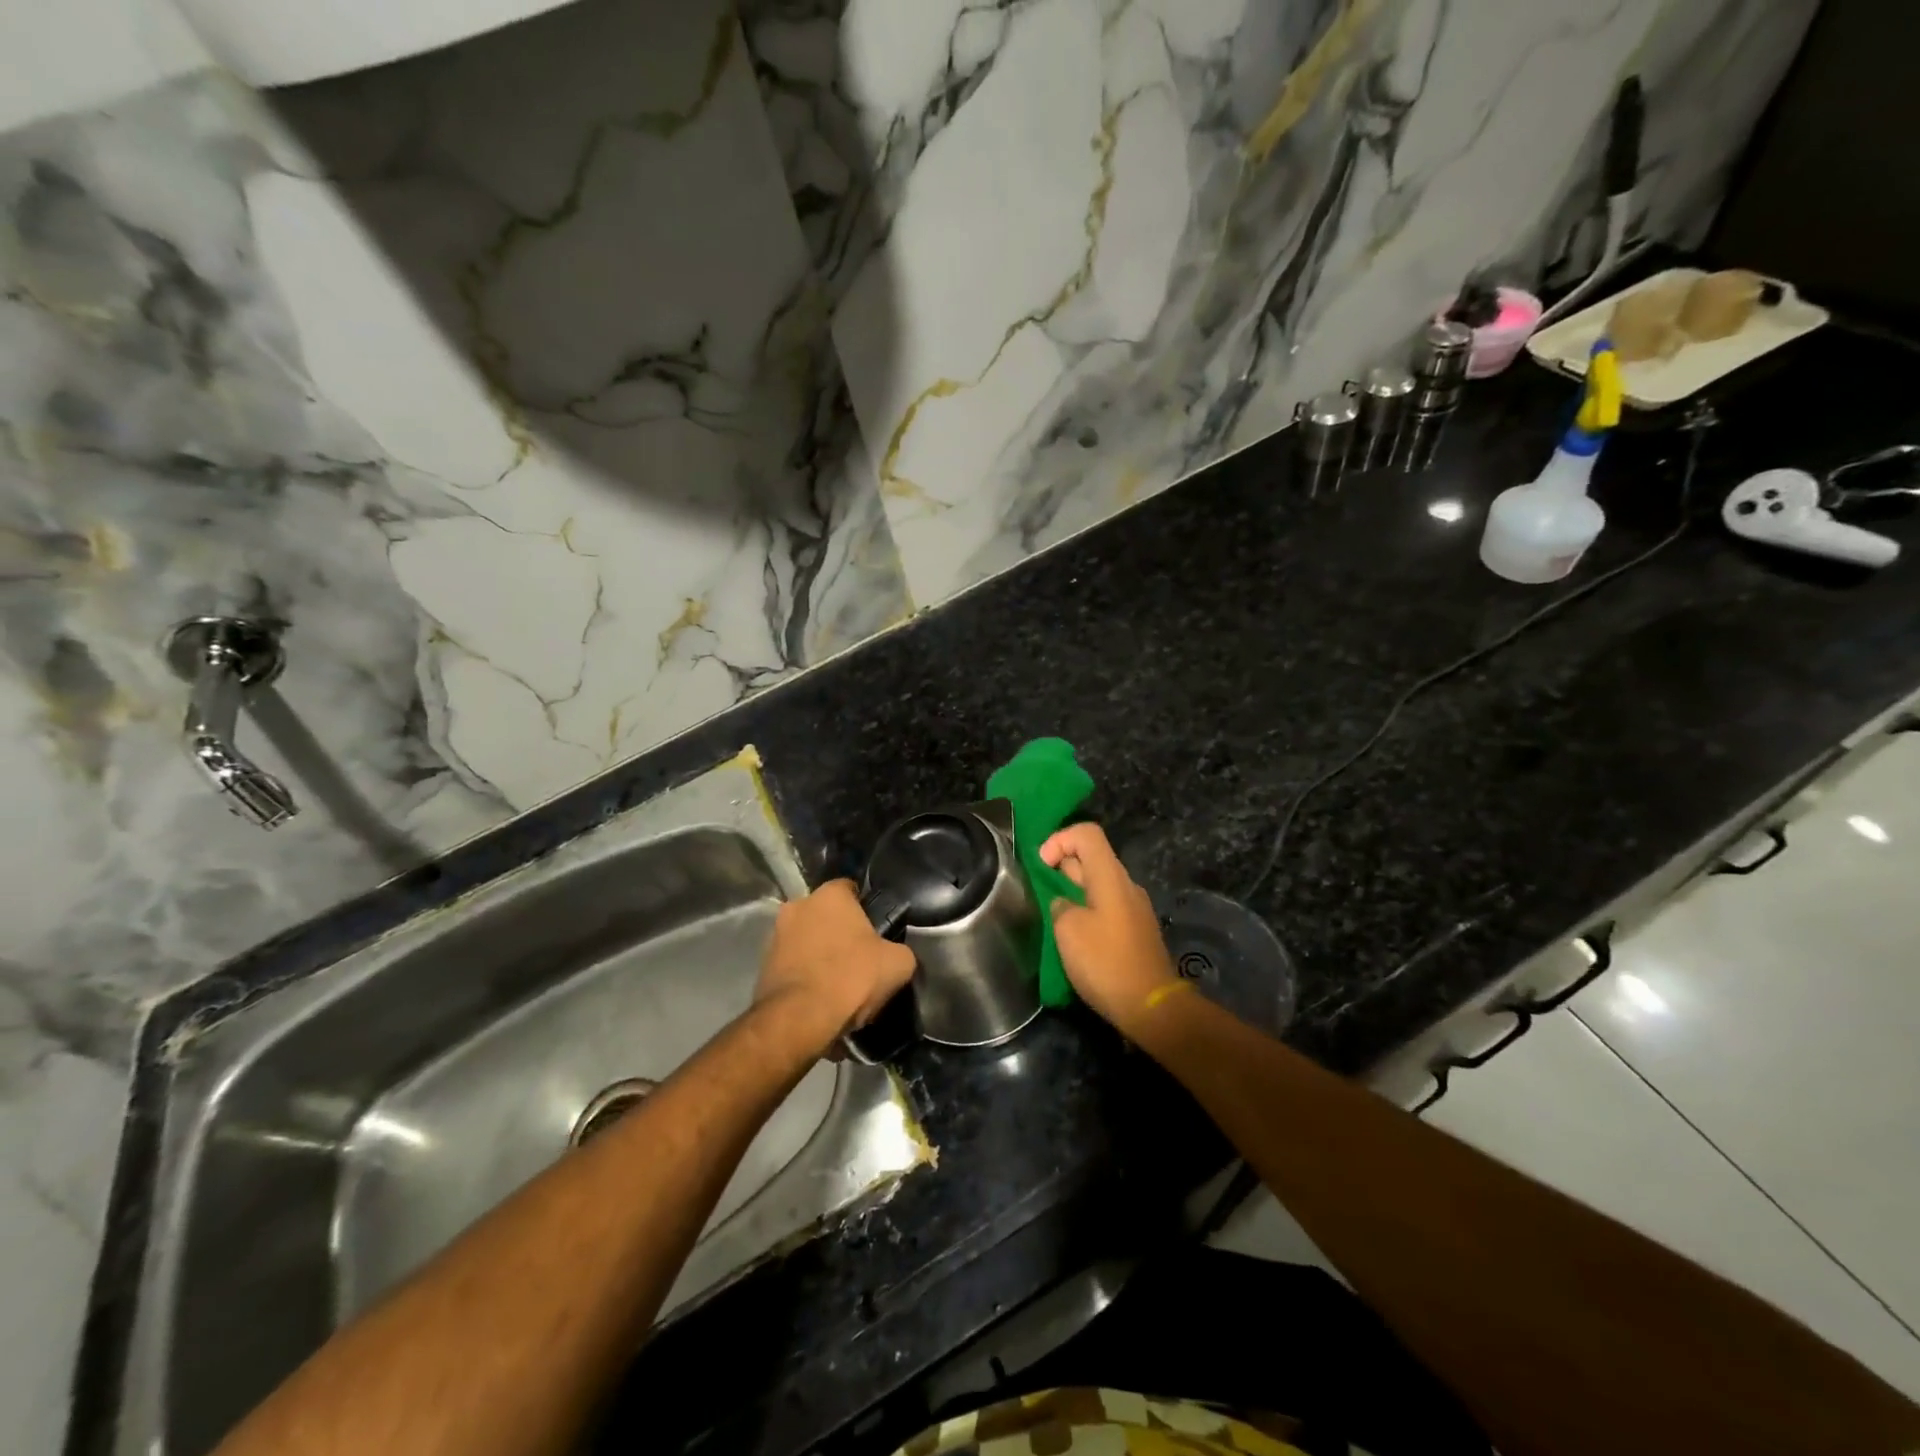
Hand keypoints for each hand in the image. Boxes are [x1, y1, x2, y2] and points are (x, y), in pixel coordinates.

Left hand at [755, 880, 916, 1048]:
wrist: (799, 1019)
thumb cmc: (851, 978)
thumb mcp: (898, 964)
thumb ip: (899, 950)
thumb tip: (894, 955)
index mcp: (829, 895)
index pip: (851, 889)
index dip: (866, 910)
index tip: (876, 933)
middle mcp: (797, 906)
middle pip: (827, 916)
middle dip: (840, 934)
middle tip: (859, 961)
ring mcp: (775, 936)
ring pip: (808, 941)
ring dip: (821, 957)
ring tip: (839, 988)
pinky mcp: (763, 966)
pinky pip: (794, 967)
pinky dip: (806, 978)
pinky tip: (821, 1001)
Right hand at [1040, 824, 1178, 1034]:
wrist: (1151, 1007)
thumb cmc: (1106, 962)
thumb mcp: (1068, 930)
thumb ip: (1060, 906)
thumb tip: (1064, 904)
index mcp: (1111, 877)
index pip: (1087, 834)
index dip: (1059, 840)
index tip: (1041, 866)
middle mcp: (1126, 885)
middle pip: (1091, 858)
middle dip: (1061, 868)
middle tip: (1040, 893)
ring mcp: (1134, 909)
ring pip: (1097, 885)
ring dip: (1072, 892)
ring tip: (1052, 918)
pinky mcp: (1136, 932)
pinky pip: (1106, 907)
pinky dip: (1086, 911)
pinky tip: (1074, 938)